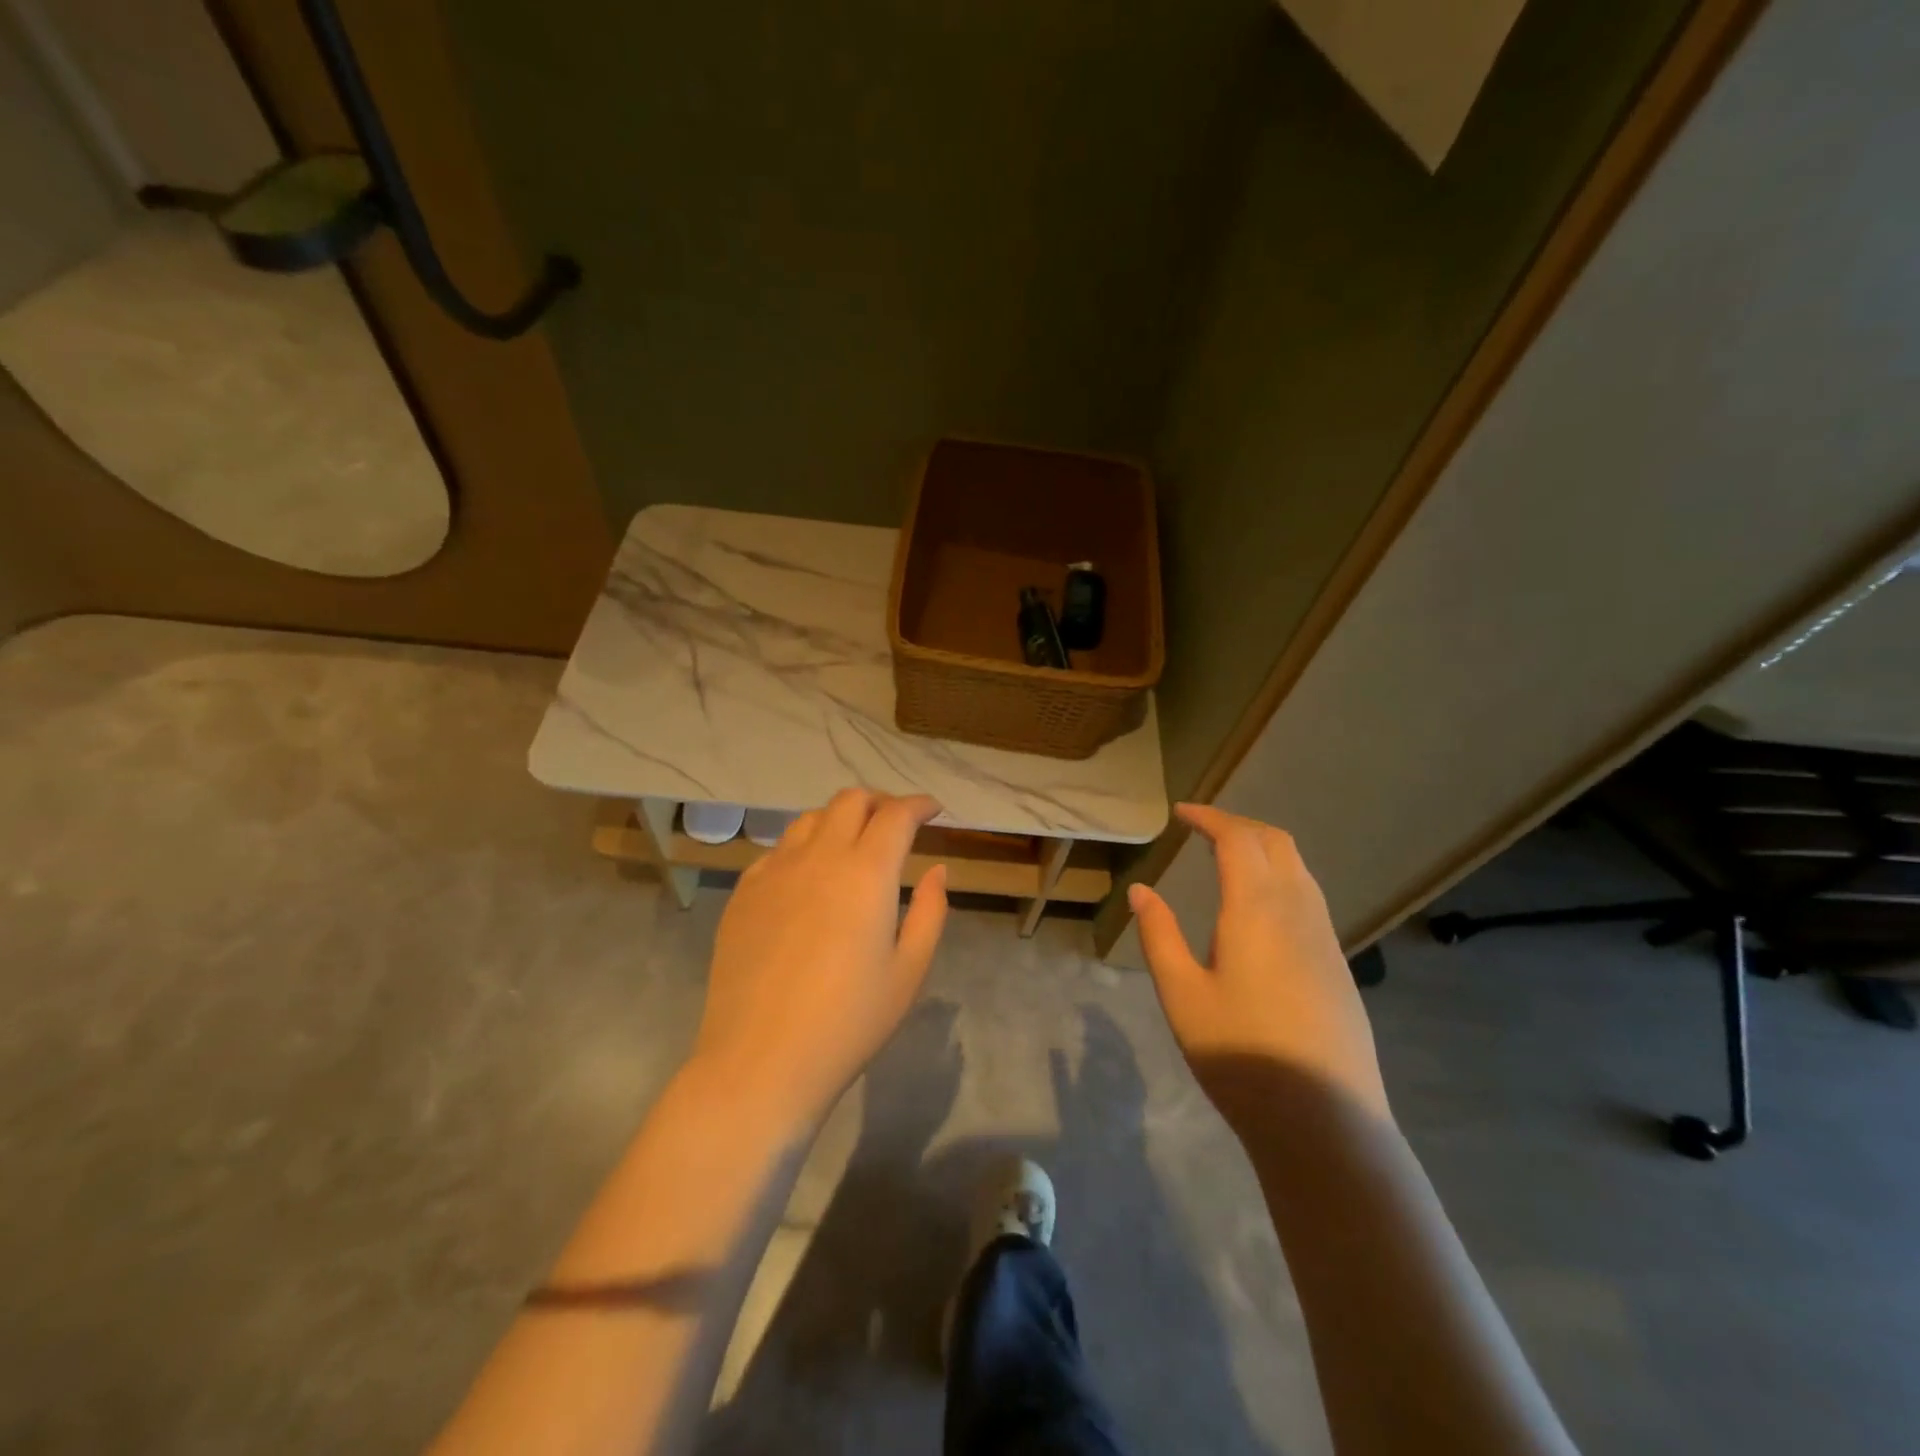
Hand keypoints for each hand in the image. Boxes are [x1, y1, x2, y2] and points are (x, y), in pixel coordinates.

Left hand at [692, 789, 948, 1124]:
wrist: (760, 1061)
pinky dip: (803, 848)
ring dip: (839, 820)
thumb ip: (931, 912)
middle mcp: (819, 857)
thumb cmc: (849, 1022)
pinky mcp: (743, 893)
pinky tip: (808, 879)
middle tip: (895, 823)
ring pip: (810, 819)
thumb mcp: (909, 971)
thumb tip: (936, 870)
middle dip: (879, 802)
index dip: (919, 804)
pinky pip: (778, 850)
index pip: (896, 814)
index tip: (933, 810)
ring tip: (852, 846)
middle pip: (850, 800)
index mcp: (867, 872)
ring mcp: (774, 871)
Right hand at [1128, 804, 1389, 1125]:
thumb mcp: (1181, 994)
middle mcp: (1298, 909)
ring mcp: (1325, 936)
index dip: (1209, 817)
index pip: (1237, 839)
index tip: (1181, 813)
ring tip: (1227, 858)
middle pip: (1275, 842)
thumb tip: (1141, 890)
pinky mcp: (1338, 963)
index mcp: (1256, 908)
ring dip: (1263, 848)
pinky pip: (1309, 895)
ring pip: (1298, 867)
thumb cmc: (1240, 1054)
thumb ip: (1159, 935)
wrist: (1325, 1120)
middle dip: (1238, 824)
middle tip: (1202, 828)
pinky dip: (1280, 876)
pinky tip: (1258, 907)